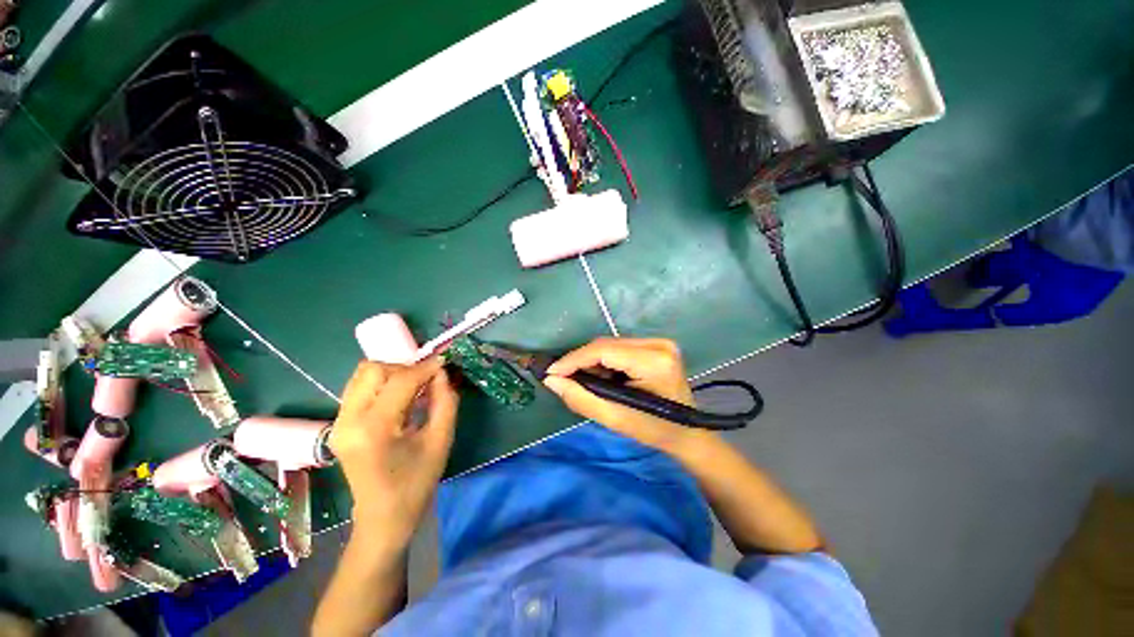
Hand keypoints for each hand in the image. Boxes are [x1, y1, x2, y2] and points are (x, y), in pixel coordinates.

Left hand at [329, 357, 458, 546]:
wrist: (383, 518)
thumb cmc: (416, 482)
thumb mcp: (441, 440)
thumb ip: (445, 401)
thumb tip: (442, 373)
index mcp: (374, 428)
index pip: (400, 381)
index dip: (425, 368)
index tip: (444, 364)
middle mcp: (348, 420)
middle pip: (373, 369)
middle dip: (405, 368)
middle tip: (427, 380)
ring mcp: (339, 423)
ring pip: (363, 375)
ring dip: (392, 373)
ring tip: (414, 387)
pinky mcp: (339, 425)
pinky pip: (359, 388)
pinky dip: (382, 384)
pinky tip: (400, 398)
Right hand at [543, 337, 706, 453]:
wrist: (688, 433)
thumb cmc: (654, 431)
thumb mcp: (615, 419)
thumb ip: (581, 398)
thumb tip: (551, 380)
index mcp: (654, 362)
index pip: (604, 351)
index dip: (573, 360)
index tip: (550, 372)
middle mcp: (658, 344)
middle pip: (606, 345)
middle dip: (581, 361)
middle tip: (563, 379)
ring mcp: (659, 342)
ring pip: (611, 345)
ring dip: (592, 361)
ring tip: (583, 380)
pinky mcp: (657, 344)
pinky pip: (619, 348)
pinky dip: (605, 360)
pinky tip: (601, 376)